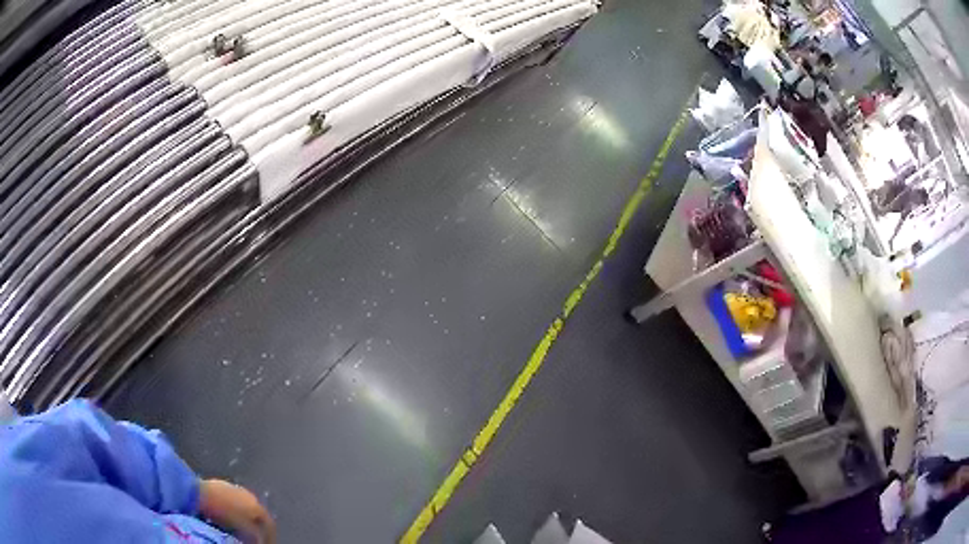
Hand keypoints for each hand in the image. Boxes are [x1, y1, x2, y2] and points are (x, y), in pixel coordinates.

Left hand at [199, 479, 275, 543]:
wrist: (199, 493)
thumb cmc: (224, 512)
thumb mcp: (244, 529)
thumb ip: (256, 536)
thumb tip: (259, 540)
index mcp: (257, 505)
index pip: (270, 524)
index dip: (269, 537)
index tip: (264, 543)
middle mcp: (249, 495)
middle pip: (257, 515)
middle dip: (257, 528)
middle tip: (253, 538)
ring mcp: (235, 489)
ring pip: (244, 509)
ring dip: (244, 520)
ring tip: (238, 530)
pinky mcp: (222, 486)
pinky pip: (233, 503)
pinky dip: (234, 513)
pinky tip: (226, 518)